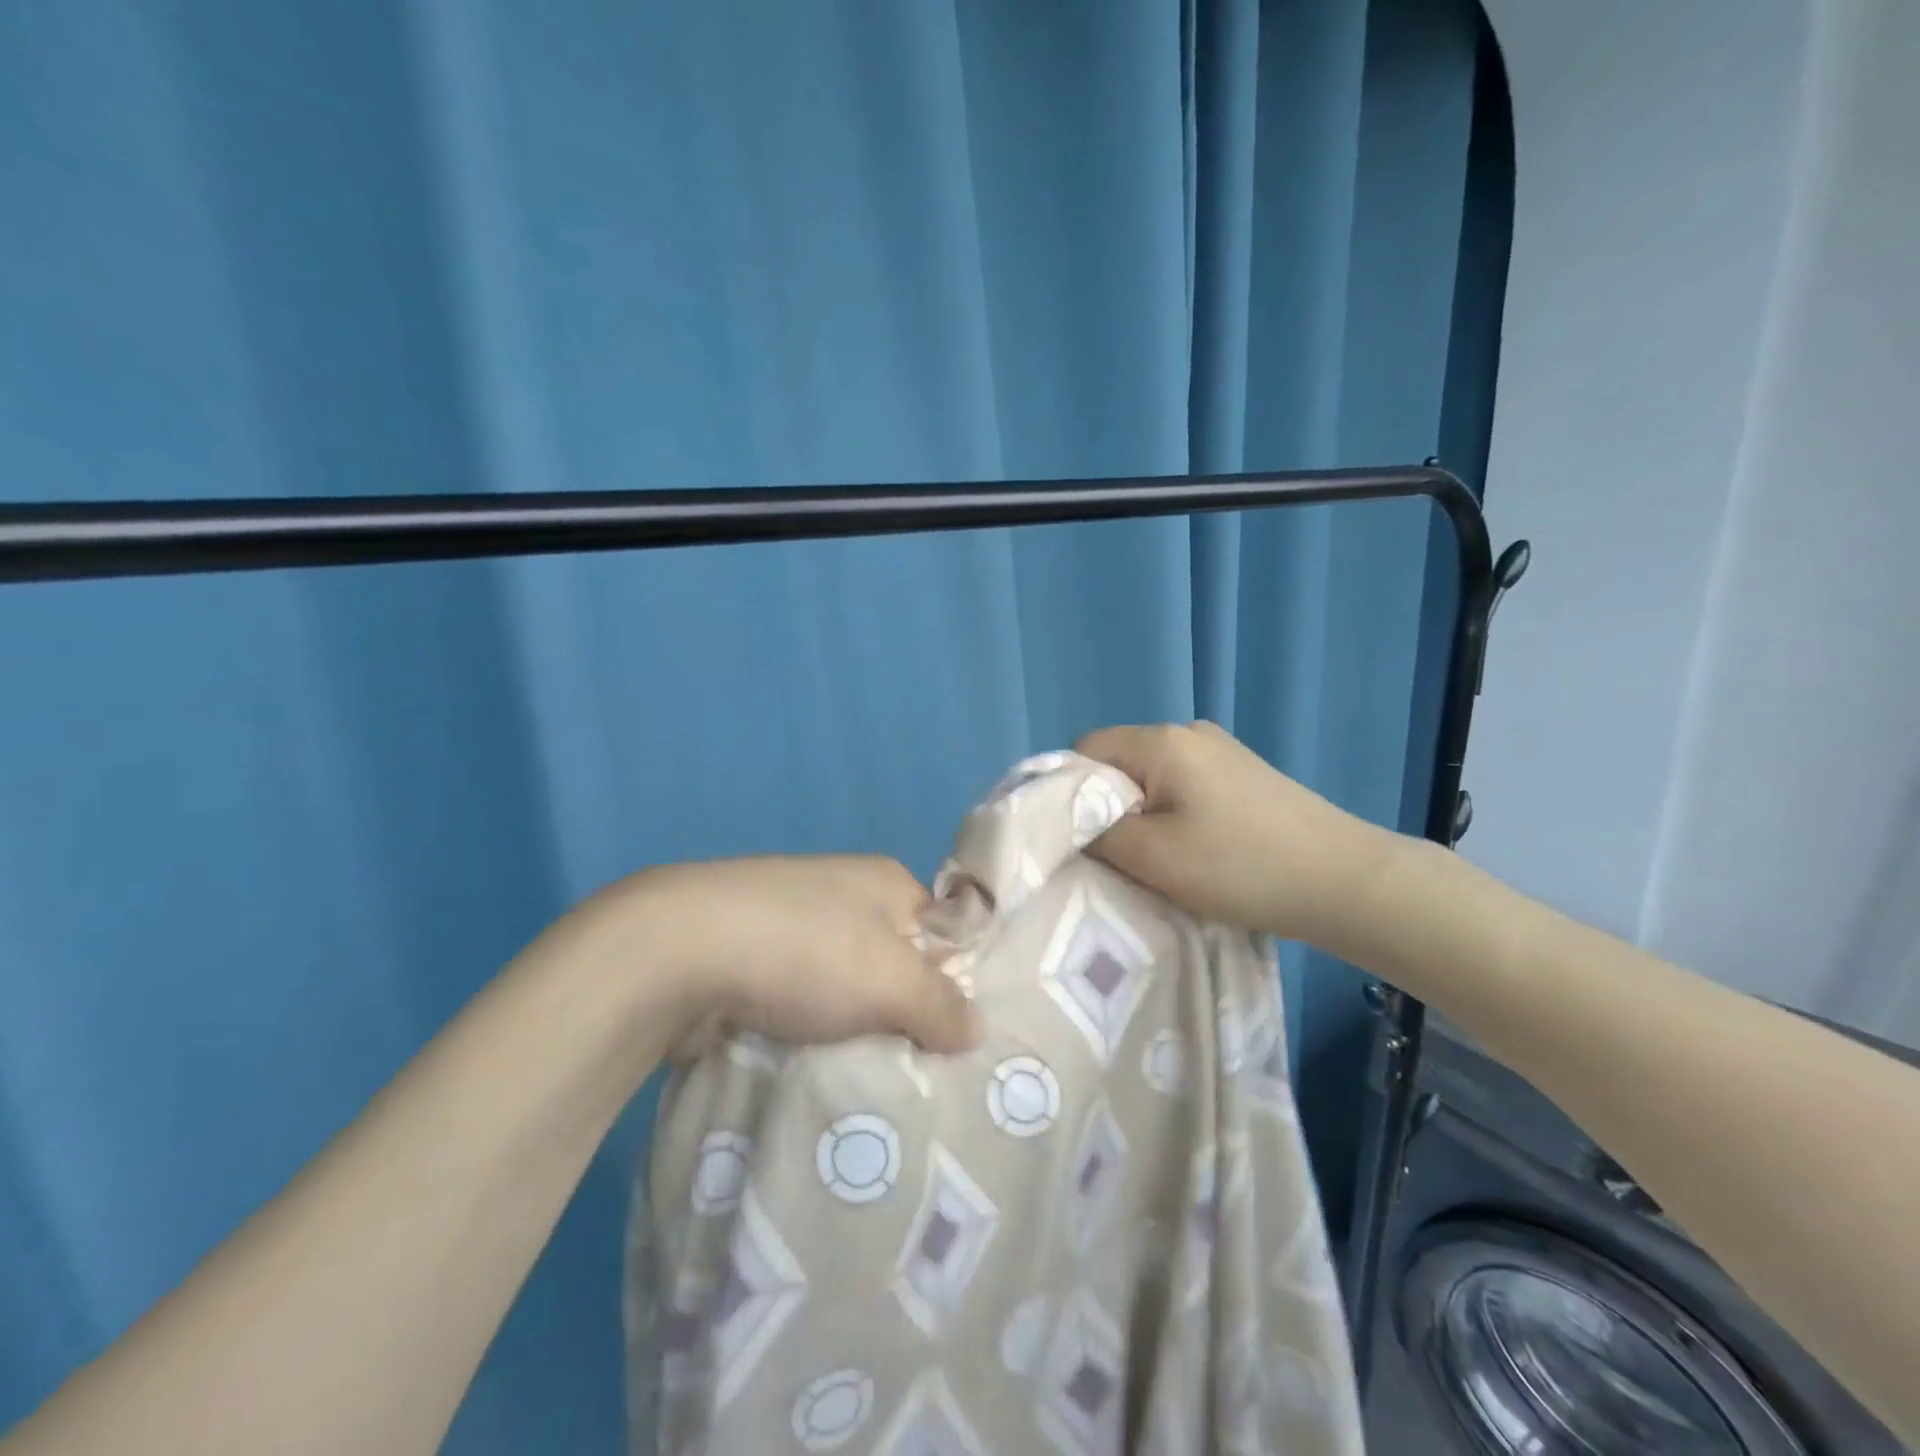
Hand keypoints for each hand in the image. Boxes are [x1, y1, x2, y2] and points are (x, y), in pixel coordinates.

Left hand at [562, 854, 980, 1058]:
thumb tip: (976, 1029)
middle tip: (917, 1072)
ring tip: (866, 1082)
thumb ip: (942, 1006)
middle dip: (900, 1015)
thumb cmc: (805, 951)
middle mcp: (841, 895)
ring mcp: (789, 926)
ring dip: (850, 1031)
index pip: (940, 933)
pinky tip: (811, 1069)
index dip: (952, 982)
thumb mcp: (892, 980)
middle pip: (891, 964)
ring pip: (842, 991)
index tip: (956, 1040)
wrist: (678, 951)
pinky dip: (806, 1034)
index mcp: (884, 881)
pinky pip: (798, 1005)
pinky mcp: (748, 960)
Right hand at [1074, 721, 1394, 946]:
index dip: (1068, 792)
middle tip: (1115, 855)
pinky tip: (1194, 849)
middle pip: (1119, 761)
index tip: (1077, 838)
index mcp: (1160, 740)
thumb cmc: (1239, 866)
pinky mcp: (1244, 774)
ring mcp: (1222, 750)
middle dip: (1106, 806)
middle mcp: (1189, 731)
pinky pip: (1184, 785)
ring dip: (1141, 814)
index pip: (1085, 749)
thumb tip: (1073, 824)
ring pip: (1152, 777)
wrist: (1345, 881)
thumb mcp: (1152, 857)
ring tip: (1157, 858)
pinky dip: (1173, 814)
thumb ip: (1097, 834)